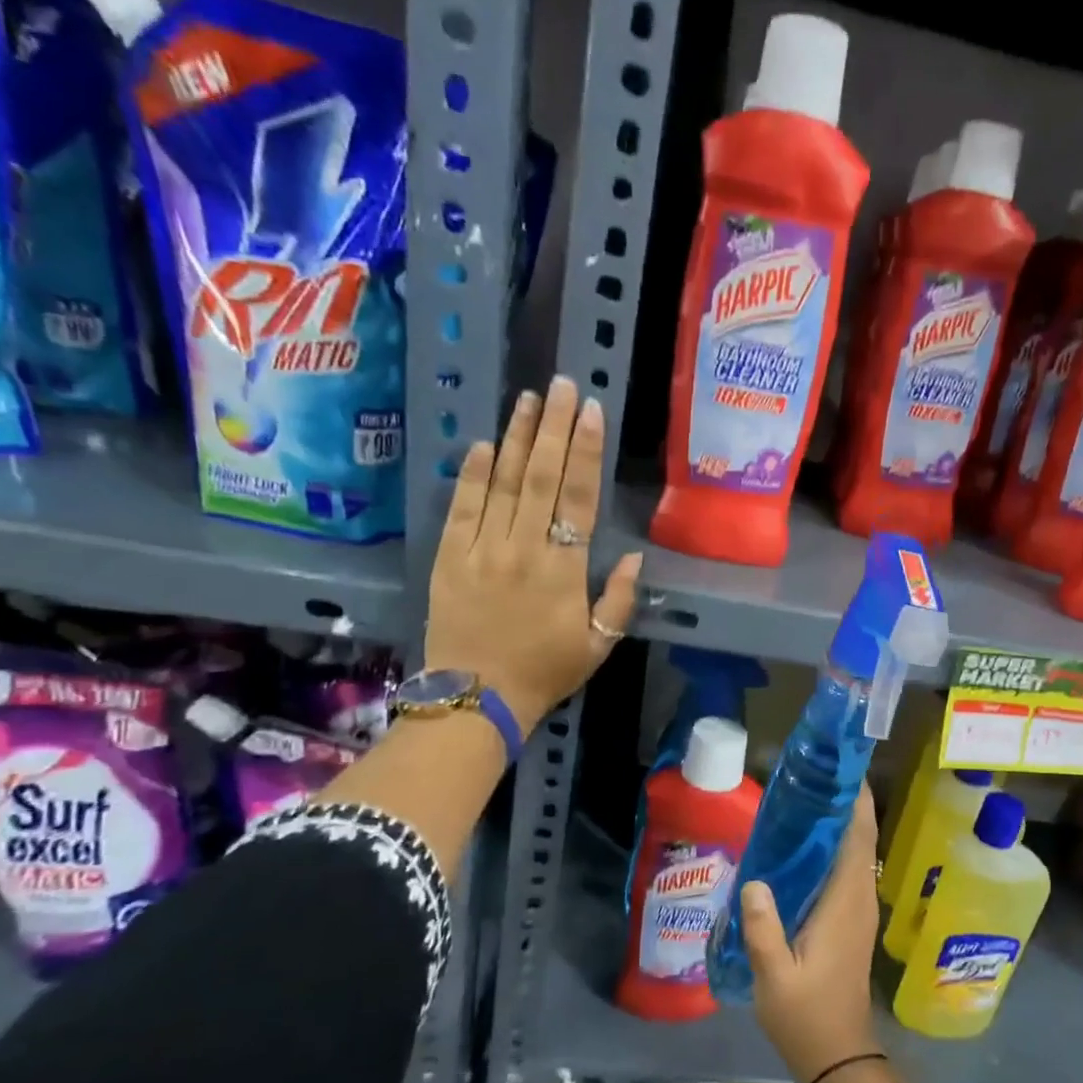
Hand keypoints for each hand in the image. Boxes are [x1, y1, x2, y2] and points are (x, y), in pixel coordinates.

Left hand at [425, 377, 641, 731]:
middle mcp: (523, 549)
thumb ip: (618, 599)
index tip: (591, 411)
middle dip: (552, 427)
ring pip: (501, 483)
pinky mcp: (448, 558)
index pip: (578, 498)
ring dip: (515, 437)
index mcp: (563, 570)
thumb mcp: (599, 645)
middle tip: (560, 384)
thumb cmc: (546, 672)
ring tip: (527, 399)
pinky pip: (462, 508)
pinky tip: (482, 444)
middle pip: (539, 477)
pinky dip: (472, 474)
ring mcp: (481, 550)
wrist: (477, 698)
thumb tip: (633, 556)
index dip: (585, 452)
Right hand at [740, 785, 883, 1082]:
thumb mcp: (774, 976)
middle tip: (814, 775)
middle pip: (860, 839)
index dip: (857, 801)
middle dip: (846, 804)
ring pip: (856, 854)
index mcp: (846, 903)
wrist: (838, 1055)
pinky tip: (804, 847)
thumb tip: (754, 880)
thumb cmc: (806, 1016)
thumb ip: (764, 929)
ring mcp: (858, 911)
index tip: (843, 769)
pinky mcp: (852, 921)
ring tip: (807, 799)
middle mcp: (859, 899)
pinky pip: (848, 871)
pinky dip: (835, 849)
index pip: (859, 839)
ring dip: (841, 824)